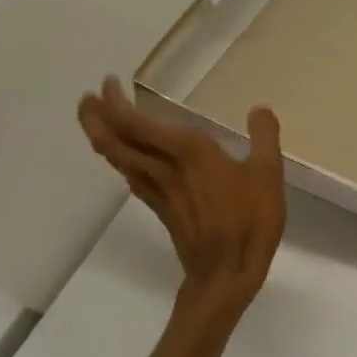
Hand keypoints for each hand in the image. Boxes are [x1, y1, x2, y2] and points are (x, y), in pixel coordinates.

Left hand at [78, 75, 285, 307]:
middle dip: (96, 118)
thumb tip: (259, 109)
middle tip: (88, 97)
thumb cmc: (249, 220)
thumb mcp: (268, 174)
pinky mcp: (161, 209)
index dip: (116, 103)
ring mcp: (158, 191)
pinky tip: (128, 161)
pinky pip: (131, 178)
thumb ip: (264, 137)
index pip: (137, 123)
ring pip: (118, 160)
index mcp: (188, 153)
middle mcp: (164, 168)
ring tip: (98, 120)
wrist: (226, 273)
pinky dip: (121, 161)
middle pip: (115, 141)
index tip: (108, 83)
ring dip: (102, 137)